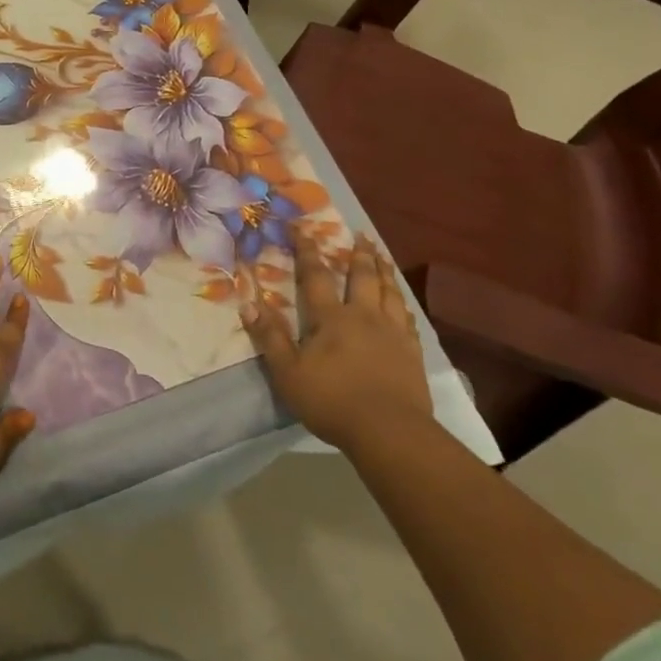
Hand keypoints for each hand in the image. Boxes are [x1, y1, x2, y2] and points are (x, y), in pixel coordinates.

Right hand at [241, 231, 434, 453]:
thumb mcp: (288, 373)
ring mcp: (393, 333)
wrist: (391, 432)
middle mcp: (364, 316)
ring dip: (385, 271)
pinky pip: (408, 319)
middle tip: (360, 234)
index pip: (315, 276)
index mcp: (331, 318)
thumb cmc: (333, 401)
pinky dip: (403, 304)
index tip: (301, 228)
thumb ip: (270, 338)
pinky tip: (403, 304)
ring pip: (390, 292)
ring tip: (382, 257)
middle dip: (359, 254)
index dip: (307, 250)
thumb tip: (248, 304)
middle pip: (362, 277)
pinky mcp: (412, 353)